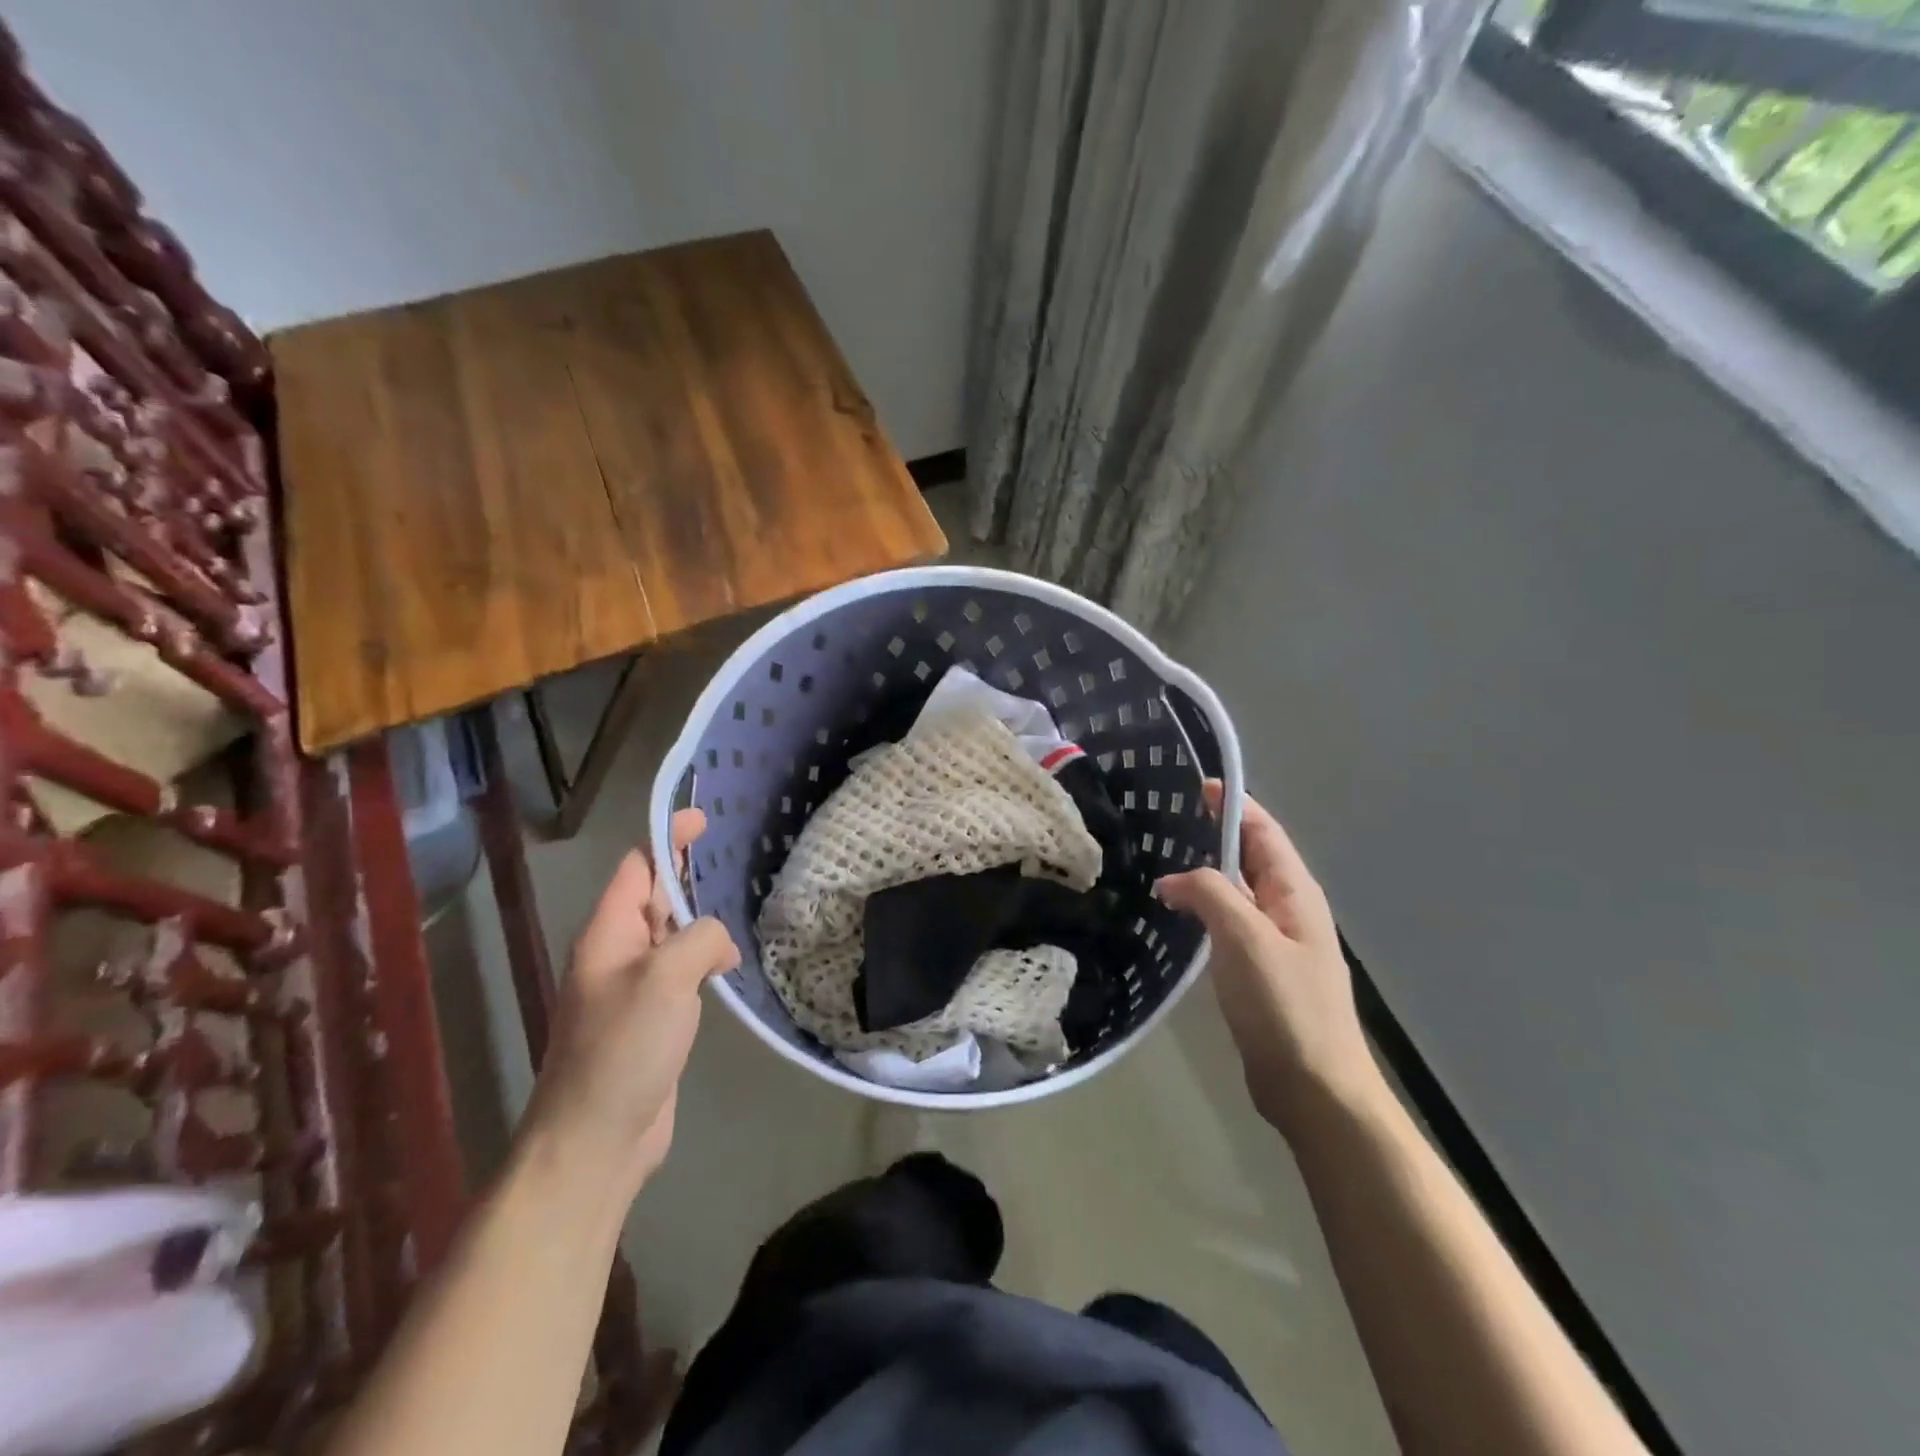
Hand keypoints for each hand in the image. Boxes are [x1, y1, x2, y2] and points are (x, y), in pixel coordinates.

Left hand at [520, 809, 739, 1209]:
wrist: (596, 1139)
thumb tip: (717, 942)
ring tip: (738, 908)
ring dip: (699, 921)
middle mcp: (616, 954)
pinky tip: (730, 966)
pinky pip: (680, 973)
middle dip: (686, 874)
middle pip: (653, 898)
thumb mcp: (666, 978)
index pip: (637, 868)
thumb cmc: (623, 1049)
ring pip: (670, 937)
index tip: (702, 817)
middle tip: (731, 857)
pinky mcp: (651, 1020)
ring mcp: (633, 990)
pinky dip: (704, 959)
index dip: (667, 838)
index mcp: (608, 934)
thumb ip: (699, 938)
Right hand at [1155, 783, 1380, 1134]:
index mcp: (1296, 894)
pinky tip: (1176, 914)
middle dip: (1214, 835)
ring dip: (1205, 873)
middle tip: (1165, 821)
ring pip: (1236, 892)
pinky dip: (1202, 909)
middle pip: (1251, 858)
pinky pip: (1228, 924)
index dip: (1234, 805)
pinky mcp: (1258, 971)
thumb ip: (1211, 894)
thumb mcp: (1246, 939)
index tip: (1196, 785)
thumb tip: (1172, 880)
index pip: (1264, 832)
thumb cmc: (1285, 1007)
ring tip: (1160, 861)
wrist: (1313, 1089)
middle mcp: (1288, 910)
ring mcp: (1275, 942)